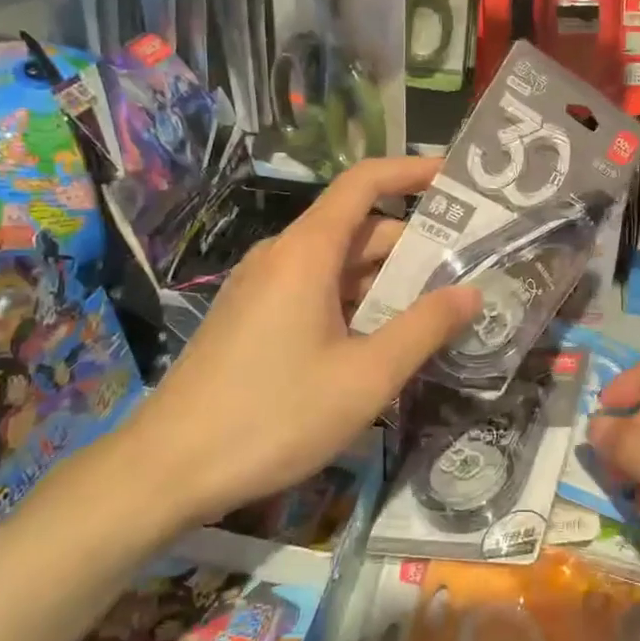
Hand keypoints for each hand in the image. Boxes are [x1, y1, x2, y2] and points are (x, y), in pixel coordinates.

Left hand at [125, 157, 479, 528]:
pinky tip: (381, 339)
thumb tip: (472, 293)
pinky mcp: (252, 317)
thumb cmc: (275, 416)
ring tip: (436, 308)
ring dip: (385, 280)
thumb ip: (424, 328)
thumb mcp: (366, 377)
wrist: (167, 469)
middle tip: (467, 269)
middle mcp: (282, 255)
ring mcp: (262, 286)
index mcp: (307, 251)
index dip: (411, 172)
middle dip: (413, 244)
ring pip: (337, 264)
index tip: (456, 179)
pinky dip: (355, 301)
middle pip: (357, 228)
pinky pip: (314, 290)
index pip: (364, 183)